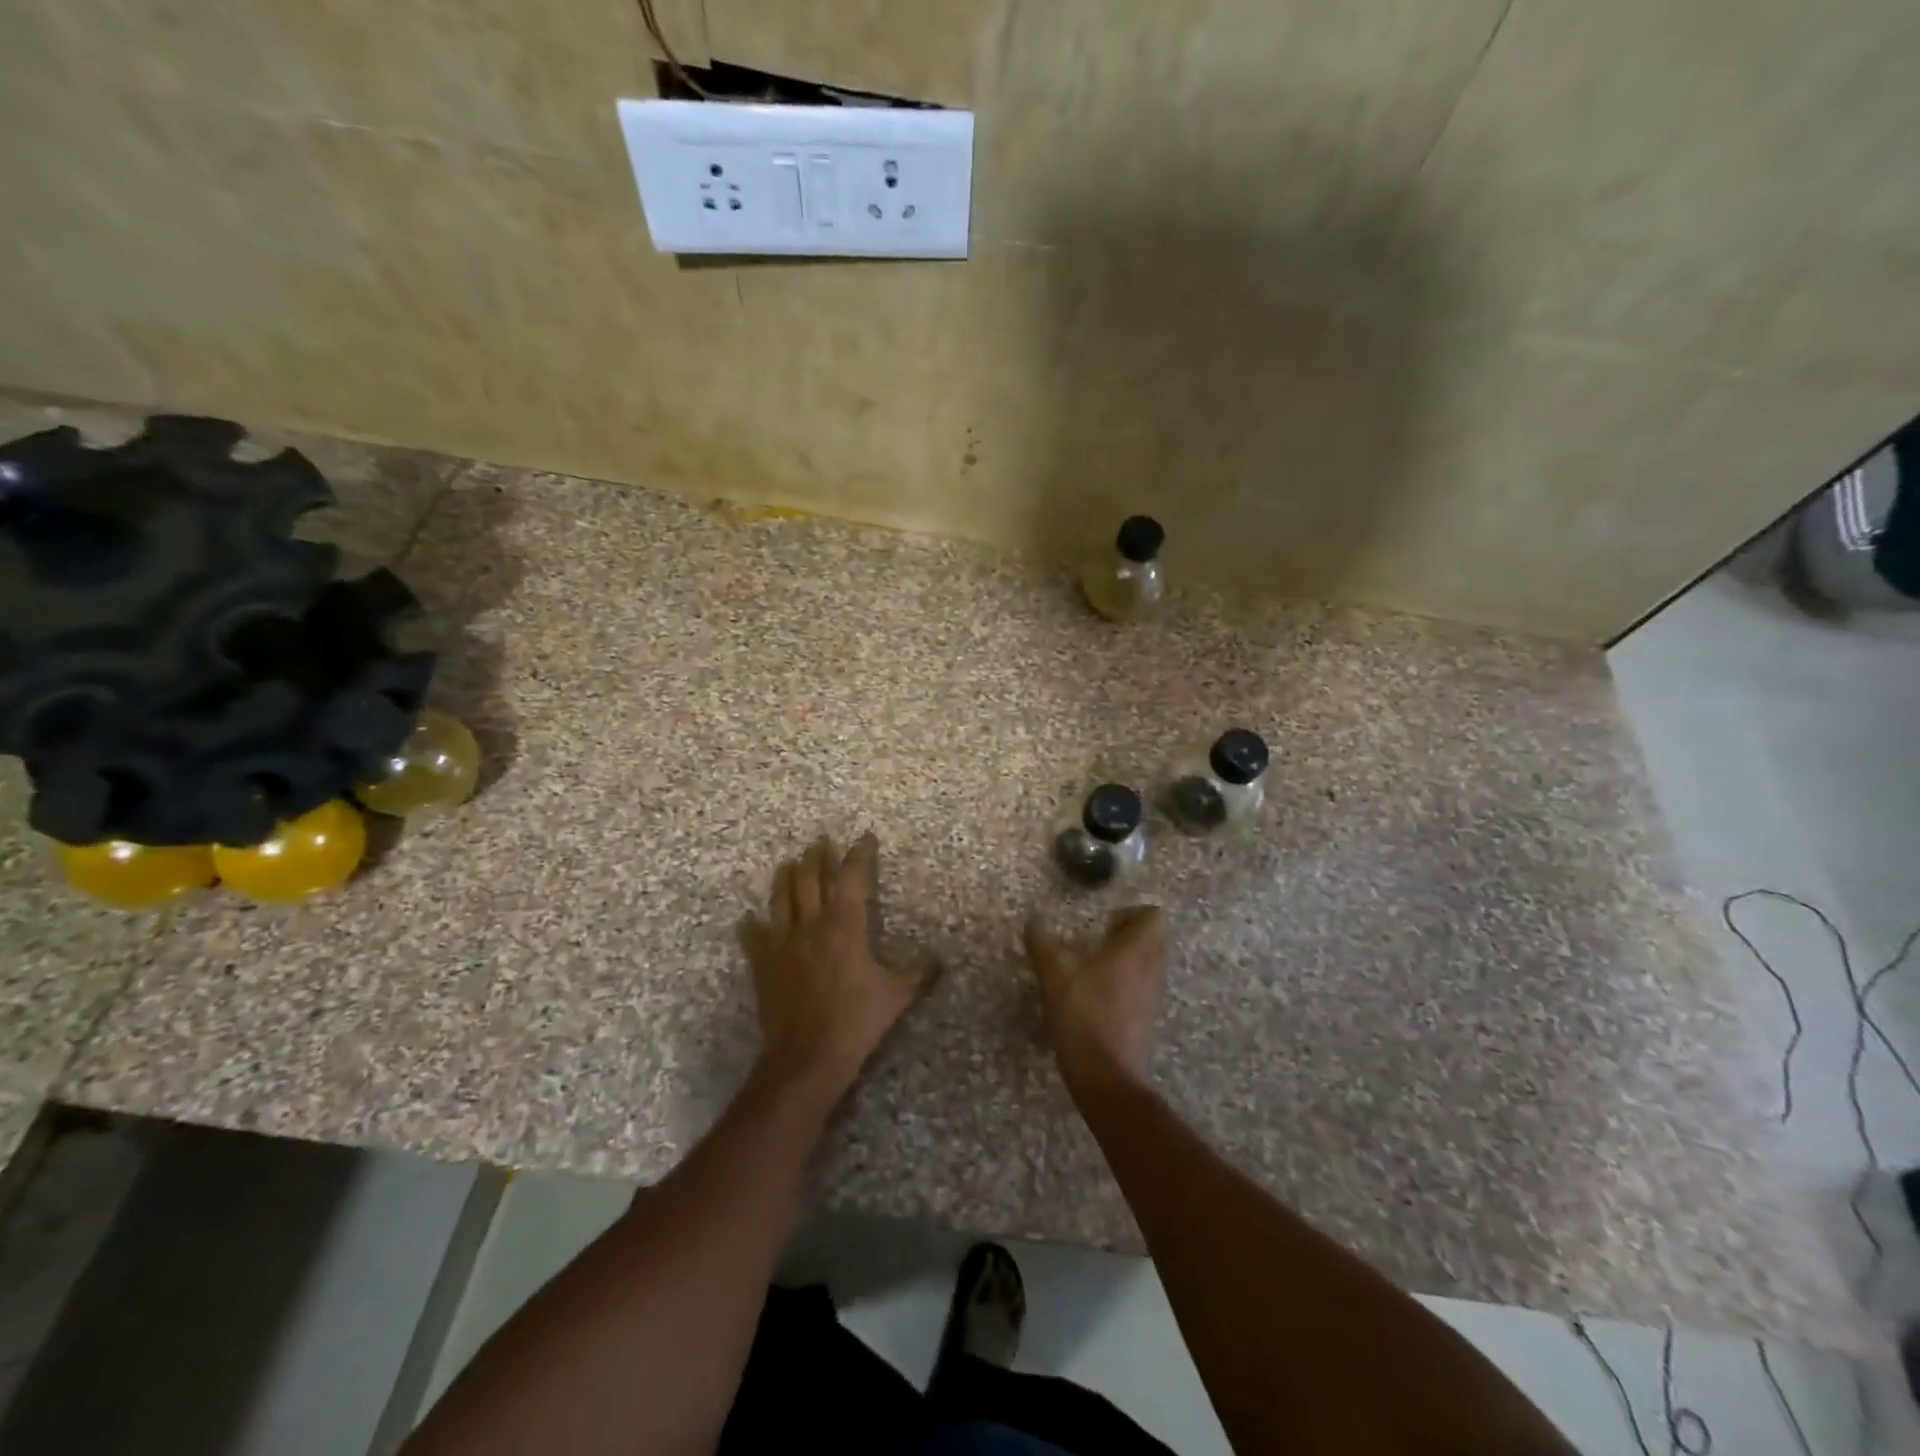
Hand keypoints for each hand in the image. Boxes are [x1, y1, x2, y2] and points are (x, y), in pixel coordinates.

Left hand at [740, 834, 923, 1102]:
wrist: (807, 1057)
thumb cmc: (855, 1021)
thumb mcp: (896, 996)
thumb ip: (917, 973)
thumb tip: (938, 959)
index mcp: (845, 926)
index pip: (852, 878)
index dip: (859, 855)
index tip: (864, 838)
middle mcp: (811, 925)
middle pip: (811, 879)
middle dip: (817, 857)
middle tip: (820, 842)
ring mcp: (782, 943)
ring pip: (781, 898)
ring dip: (786, 877)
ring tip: (789, 864)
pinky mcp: (763, 964)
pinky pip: (753, 937)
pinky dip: (751, 925)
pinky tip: (748, 919)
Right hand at [1024, 906, 1166, 1089]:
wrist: (1105, 1076)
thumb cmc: (1082, 1015)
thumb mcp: (1053, 973)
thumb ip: (1041, 942)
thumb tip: (1034, 920)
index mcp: (1137, 951)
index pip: (1153, 916)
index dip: (1130, 913)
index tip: (1104, 922)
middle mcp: (1153, 969)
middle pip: (1152, 939)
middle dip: (1127, 934)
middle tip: (1096, 941)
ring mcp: (1153, 996)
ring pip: (1148, 964)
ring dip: (1127, 959)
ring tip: (1093, 967)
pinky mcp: (1147, 1019)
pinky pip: (1143, 987)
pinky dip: (1126, 983)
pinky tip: (1097, 995)